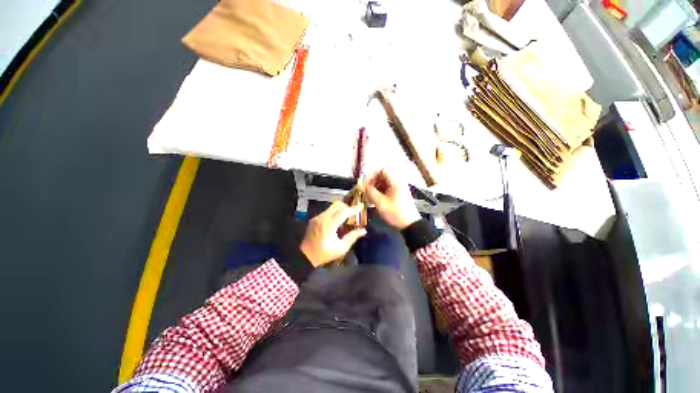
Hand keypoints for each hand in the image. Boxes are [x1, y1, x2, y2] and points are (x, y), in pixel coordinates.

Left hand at [300, 201, 366, 266]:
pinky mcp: (315, 219)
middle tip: (354, 213)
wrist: (305, 256)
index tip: (361, 206)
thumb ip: (352, 237)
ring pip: (332, 207)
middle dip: (347, 206)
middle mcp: (322, 218)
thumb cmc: (324, 254)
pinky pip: (327, 211)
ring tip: (346, 218)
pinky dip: (334, 213)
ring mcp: (317, 217)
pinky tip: (337, 222)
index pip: (343, 212)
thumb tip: (363, 230)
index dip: (353, 209)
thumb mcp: (341, 248)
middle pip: (337, 205)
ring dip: (341, 210)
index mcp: (329, 225)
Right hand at [361, 170, 420, 229]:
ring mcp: (398, 188)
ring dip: (375, 187)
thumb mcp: (381, 203)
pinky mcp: (397, 194)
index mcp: (395, 181)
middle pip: (382, 175)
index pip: (382, 169)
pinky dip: (379, 191)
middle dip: (372, 181)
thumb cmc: (395, 213)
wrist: (410, 225)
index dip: (371, 174)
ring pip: (383, 182)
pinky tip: (374, 199)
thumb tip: (361, 186)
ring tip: (368, 196)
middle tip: (366, 190)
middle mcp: (397, 181)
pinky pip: (386, 188)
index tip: (365, 183)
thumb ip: (370, 192)